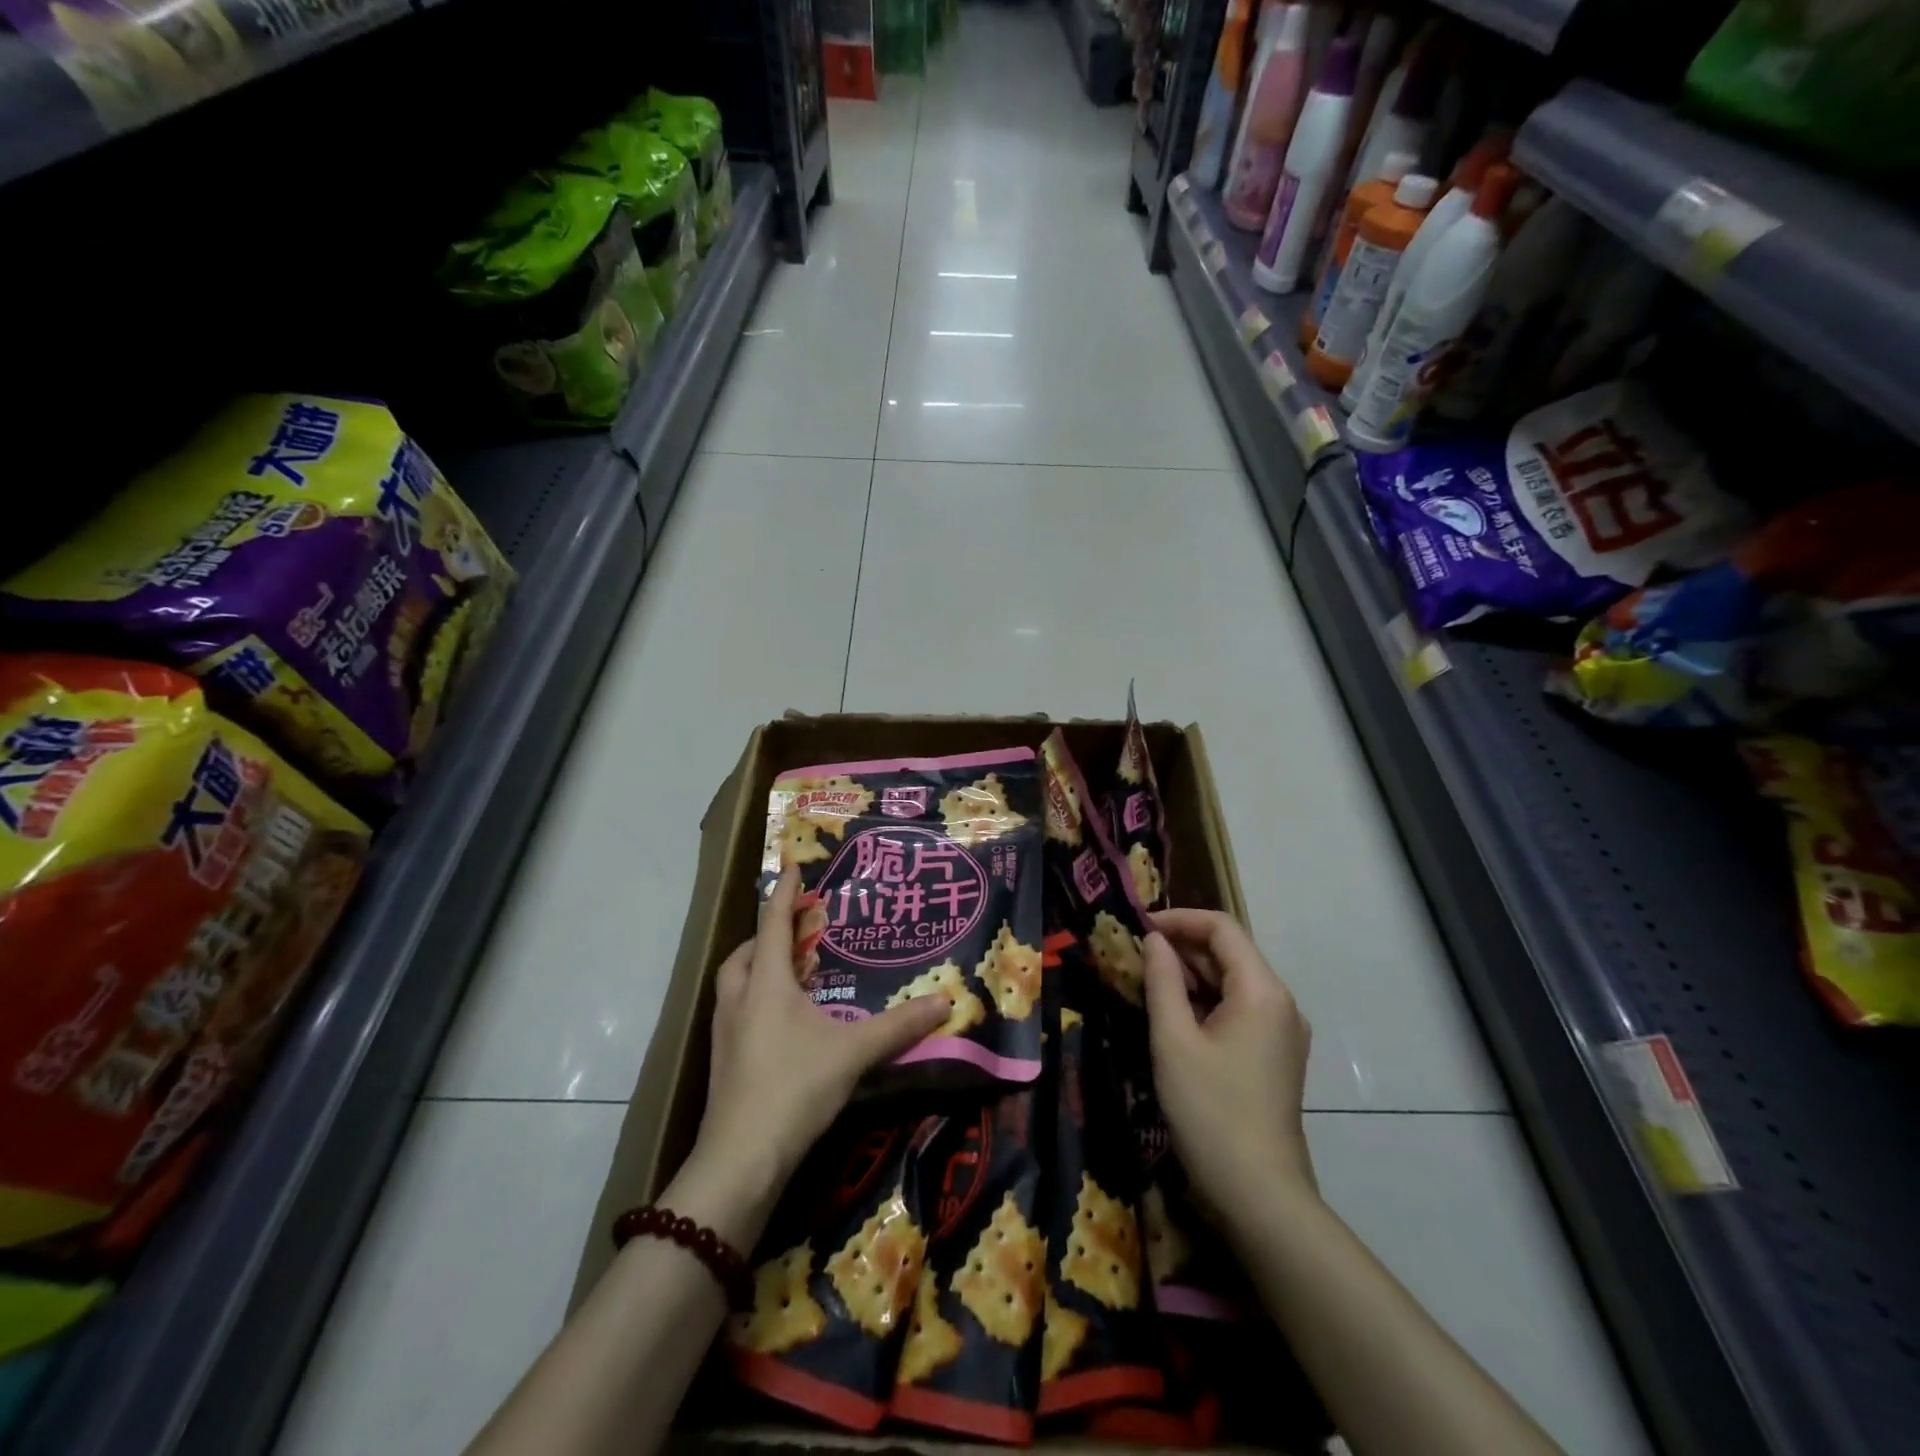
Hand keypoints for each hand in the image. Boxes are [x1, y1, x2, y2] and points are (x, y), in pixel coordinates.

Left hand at [675, 867, 950, 1246]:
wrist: (741, 1159)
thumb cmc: (795, 1087)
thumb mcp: (854, 1052)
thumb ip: (899, 1026)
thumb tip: (945, 1001)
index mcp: (767, 984)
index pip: (773, 924)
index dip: (785, 894)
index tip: (792, 868)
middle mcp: (740, 999)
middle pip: (745, 952)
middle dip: (767, 935)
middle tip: (796, 933)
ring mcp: (724, 1032)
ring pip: (735, 983)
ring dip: (758, 968)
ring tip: (791, 973)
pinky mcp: (722, 1062)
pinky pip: (736, 1012)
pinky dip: (756, 1000)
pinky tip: (782, 1023)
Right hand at [1141, 909, 1316, 1224]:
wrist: (1260, 1196)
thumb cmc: (1210, 1111)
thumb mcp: (1173, 1040)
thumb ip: (1162, 980)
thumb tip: (1155, 941)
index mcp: (1262, 990)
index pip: (1221, 927)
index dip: (1179, 919)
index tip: (1138, 927)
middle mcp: (1281, 1002)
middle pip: (1230, 953)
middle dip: (1182, 947)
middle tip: (1134, 957)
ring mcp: (1283, 1031)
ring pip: (1233, 982)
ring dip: (1192, 975)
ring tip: (1147, 983)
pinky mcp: (1276, 1056)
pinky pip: (1240, 1010)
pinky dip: (1207, 1002)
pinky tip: (1175, 1017)